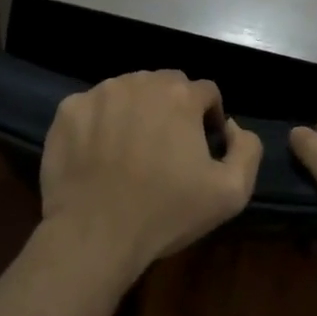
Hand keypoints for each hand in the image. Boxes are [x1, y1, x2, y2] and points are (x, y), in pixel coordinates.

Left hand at [40, 70, 262, 278]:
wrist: (94, 233)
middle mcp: (139, 82)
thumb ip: (247, 149)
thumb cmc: (165, 213)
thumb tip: (232, 127)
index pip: (206, 92)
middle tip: (167, 148)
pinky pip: (92, 107)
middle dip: (173, 108)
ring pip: (128, 91)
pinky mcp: (68, 110)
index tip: (201, 147)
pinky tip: (99, 154)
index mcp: (180, 95)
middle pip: (166, 84)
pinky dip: (100, 122)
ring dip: (136, 111)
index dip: (209, 117)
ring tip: (131, 150)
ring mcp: (99, 93)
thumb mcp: (231, 193)